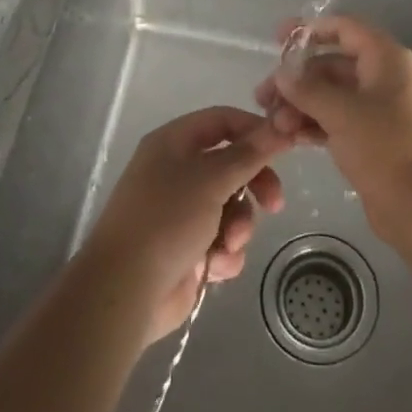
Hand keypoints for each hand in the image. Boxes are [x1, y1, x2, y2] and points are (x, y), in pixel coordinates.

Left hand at [82, 107, 290, 343]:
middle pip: (232, 165)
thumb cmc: (166, 220)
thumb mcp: (212, 179)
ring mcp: (181, 211)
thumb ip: (250, 153)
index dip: (254, 130)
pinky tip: (215, 266)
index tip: (285, 147)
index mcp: (173, 144)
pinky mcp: (187, 247)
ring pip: (231, 206)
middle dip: (255, 185)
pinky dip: (224, 252)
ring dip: (239, 226)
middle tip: (274, 204)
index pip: (222, 121)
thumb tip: (282, 126)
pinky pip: (222, 239)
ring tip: (229, 244)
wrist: (125, 291)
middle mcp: (176, 172)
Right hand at [254, 16, 411, 240]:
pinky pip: (337, 119)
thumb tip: (282, 73)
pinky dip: (314, 124)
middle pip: (332, 65)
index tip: (277, 39)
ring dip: (301, 105)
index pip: (344, 29)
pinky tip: (288, 137)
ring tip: (273, 125)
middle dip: (297, 80)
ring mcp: (379, 109)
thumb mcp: (341, 112)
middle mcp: (383, 77)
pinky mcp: (372, 137)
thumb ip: (307, 89)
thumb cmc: (385, 146)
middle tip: (263, 98)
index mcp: (385, 58)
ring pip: (331, 95)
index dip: (310, 30)